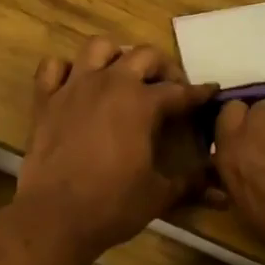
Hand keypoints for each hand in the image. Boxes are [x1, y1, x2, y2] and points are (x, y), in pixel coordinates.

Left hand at [15, 37, 217, 261]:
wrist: (54, 217)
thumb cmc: (112, 205)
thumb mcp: (158, 195)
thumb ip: (189, 184)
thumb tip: (220, 189)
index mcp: (142, 103)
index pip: (180, 91)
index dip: (200, 93)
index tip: (211, 92)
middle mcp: (109, 83)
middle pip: (143, 56)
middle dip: (162, 67)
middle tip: (169, 87)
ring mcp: (73, 88)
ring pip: (98, 47)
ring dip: (115, 56)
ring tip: (122, 76)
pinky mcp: (44, 101)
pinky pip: (53, 67)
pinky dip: (66, 70)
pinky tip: (75, 84)